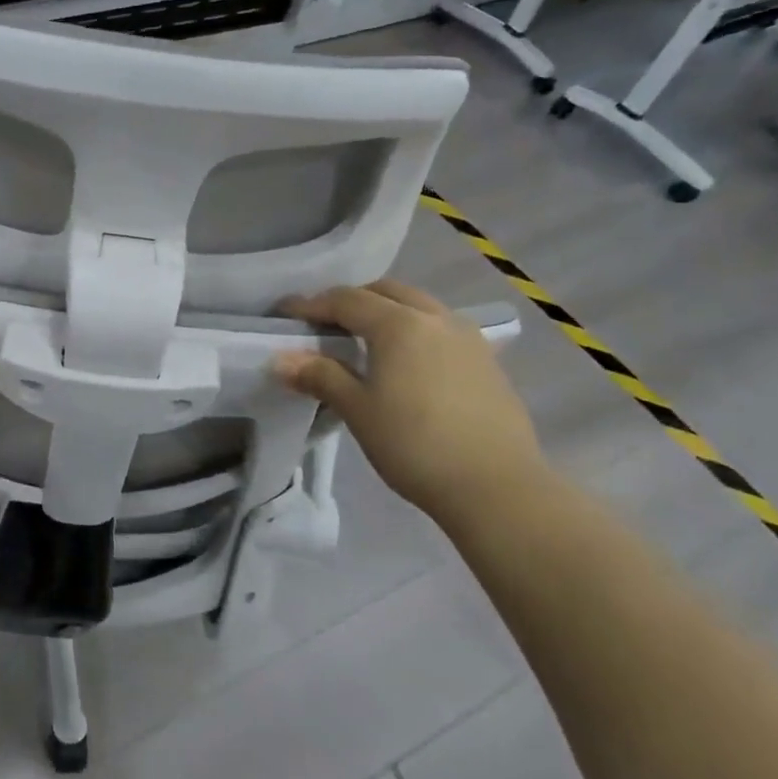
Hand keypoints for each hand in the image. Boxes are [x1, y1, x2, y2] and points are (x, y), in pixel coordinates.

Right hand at [272, 279, 544, 517]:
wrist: (497, 487)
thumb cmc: (415, 445)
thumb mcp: (358, 410)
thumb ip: (320, 376)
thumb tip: (280, 359)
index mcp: (399, 324)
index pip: (346, 300)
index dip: (311, 304)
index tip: (284, 312)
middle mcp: (436, 318)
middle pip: (386, 291)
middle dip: (352, 300)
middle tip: (325, 323)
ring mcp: (468, 338)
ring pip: (419, 306)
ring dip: (387, 311)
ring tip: (364, 340)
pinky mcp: (487, 361)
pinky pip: (441, 329)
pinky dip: (414, 330)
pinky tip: (407, 363)